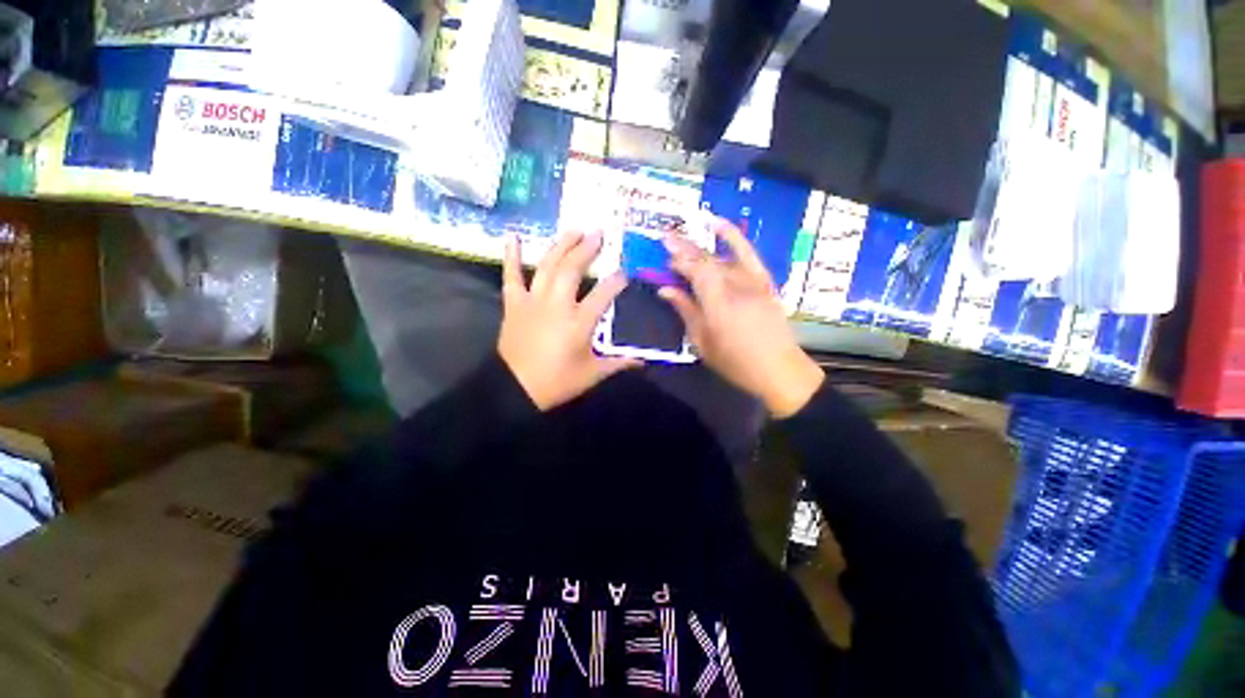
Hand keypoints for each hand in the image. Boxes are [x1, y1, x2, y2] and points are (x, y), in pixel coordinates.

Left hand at [498, 231, 640, 410]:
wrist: (516, 389)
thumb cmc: (557, 383)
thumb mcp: (592, 374)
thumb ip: (619, 364)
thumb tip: (643, 362)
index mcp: (579, 322)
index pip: (603, 294)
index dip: (616, 280)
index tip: (625, 271)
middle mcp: (557, 305)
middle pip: (572, 269)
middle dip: (587, 249)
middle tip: (598, 234)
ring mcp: (533, 301)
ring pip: (547, 266)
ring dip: (561, 246)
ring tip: (574, 230)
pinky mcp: (514, 305)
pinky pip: (512, 276)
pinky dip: (512, 256)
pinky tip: (513, 236)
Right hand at [660, 219, 823, 417]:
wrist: (779, 368)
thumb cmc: (735, 362)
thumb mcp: (702, 342)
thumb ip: (685, 311)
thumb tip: (666, 290)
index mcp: (718, 303)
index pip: (695, 271)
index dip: (678, 260)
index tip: (662, 254)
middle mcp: (736, 286)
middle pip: (706, 259)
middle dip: (684, 248)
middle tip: (665, 239)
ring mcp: (753, 280)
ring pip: (722, 256)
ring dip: (700, 244)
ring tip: (683, 235)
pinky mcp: (763, 280)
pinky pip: (747, 252)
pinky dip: (732, 236)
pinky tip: (718, 224)